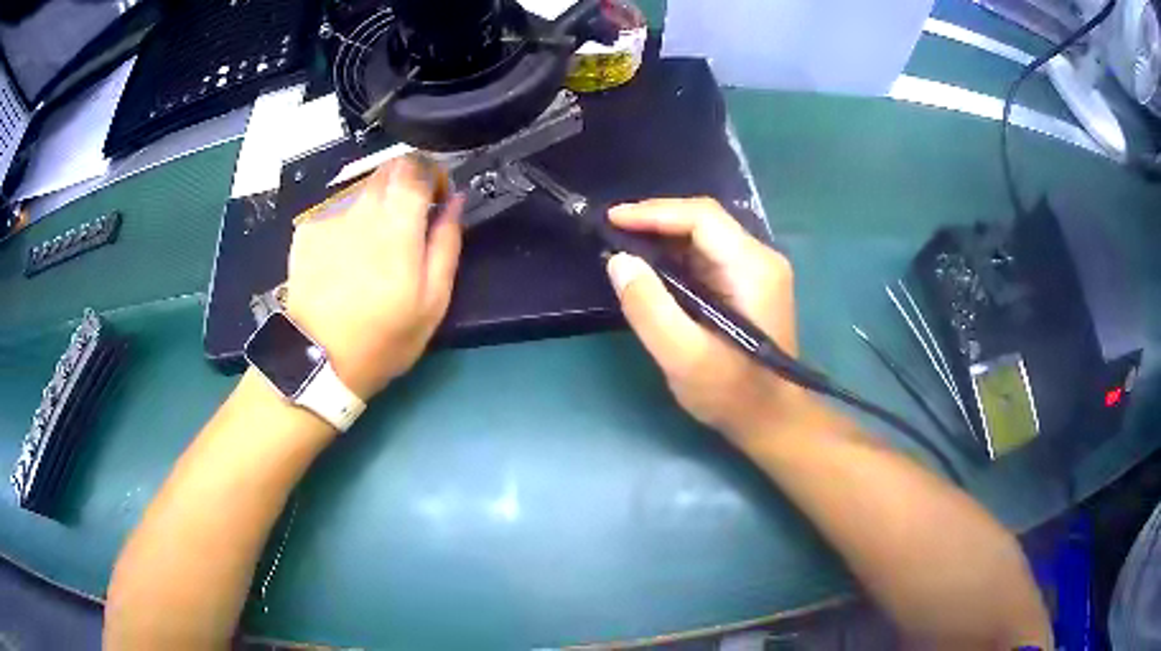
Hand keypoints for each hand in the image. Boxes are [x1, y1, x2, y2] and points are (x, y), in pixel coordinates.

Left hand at [285, 156, 463, 399]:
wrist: (318, 361)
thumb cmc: (384, 338)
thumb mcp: (433, 301)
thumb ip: (447, 243)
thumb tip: (455, 201)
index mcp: (397, 224)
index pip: (415, 166)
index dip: (430, 172)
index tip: (436, 196)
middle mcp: (361, 210)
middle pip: (387, 170)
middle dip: (403, 186)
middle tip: (406, 223)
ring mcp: (330, 219)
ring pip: (361, 193)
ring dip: (374, 209)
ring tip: (370, 254)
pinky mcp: (307, 232)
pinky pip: (336, 215)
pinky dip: (346, 228)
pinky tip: (342, 263)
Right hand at [606, 198, 816, 443]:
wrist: (771, 419)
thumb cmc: (731, 393)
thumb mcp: (683, 357)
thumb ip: (649, 308)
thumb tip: (619, 260)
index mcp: (752, 268)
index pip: (702, 217)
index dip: (655, 212)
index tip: (612, 220)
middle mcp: (760, 258)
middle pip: (704, 220)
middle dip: (655, 221)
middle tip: (612, 232)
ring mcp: (757, 270)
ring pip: (704, 235)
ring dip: (662, 237)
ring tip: (623, 245)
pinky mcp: (747, 284)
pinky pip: (707, 255)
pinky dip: (675, 256)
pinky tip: (650, 267)